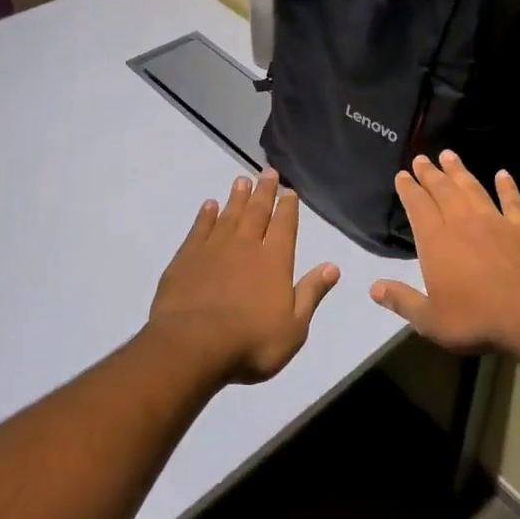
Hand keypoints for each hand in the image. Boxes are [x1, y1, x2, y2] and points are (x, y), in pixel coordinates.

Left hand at [148, 168, 340, 384]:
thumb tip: (333, 266)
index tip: (289, 191)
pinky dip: (206, 215)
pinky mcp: (186, 258)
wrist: (193, 346)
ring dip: (236, 197)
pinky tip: (209, 205)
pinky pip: (199, 229)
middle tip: (268, 172)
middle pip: (257, 212)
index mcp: (275, 261)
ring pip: (229, 215)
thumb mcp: (294, 326)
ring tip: (241, 179)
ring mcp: (214, 249)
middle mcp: (246, 246)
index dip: (288, 208)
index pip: (285, 226)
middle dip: (264, 192)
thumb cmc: (251, 342)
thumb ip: (311, 293)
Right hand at [370, 152, 519, 353]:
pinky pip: (512, 200)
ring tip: (449, 155)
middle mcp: (462, 223)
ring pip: (473, 188)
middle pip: (443, 191)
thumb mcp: (430, 319)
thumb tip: (374, 288)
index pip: (418, 207)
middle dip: (430, 173)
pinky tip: (503, 174)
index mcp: (436, 242)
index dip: (409, 189)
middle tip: (422, 158)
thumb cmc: (475, 317)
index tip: (403, 174)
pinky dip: (507, 186)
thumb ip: (402, 301)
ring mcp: (495, 221)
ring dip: (460, 171)